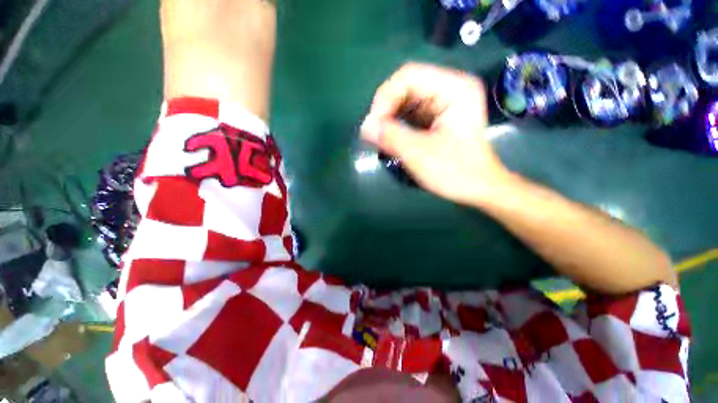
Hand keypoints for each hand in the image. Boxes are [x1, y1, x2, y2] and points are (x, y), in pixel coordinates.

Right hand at [361, 63, 510, 204]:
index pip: (409, 76)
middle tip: (374, 134)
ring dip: (389, 119)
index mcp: (454, 88)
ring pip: (405, 102)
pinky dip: (396, 125)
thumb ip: (391, 137)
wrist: (478, 189)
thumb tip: (365, 127)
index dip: (385, 97)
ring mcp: (443, 104)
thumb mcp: (420, 154)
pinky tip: (391, 139)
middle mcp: (449, 89)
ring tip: (380, 138)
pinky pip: (409, 115)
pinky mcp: (436, 118)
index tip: (374, 125)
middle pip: (405, 87)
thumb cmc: (456, 172)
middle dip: (386, 110)